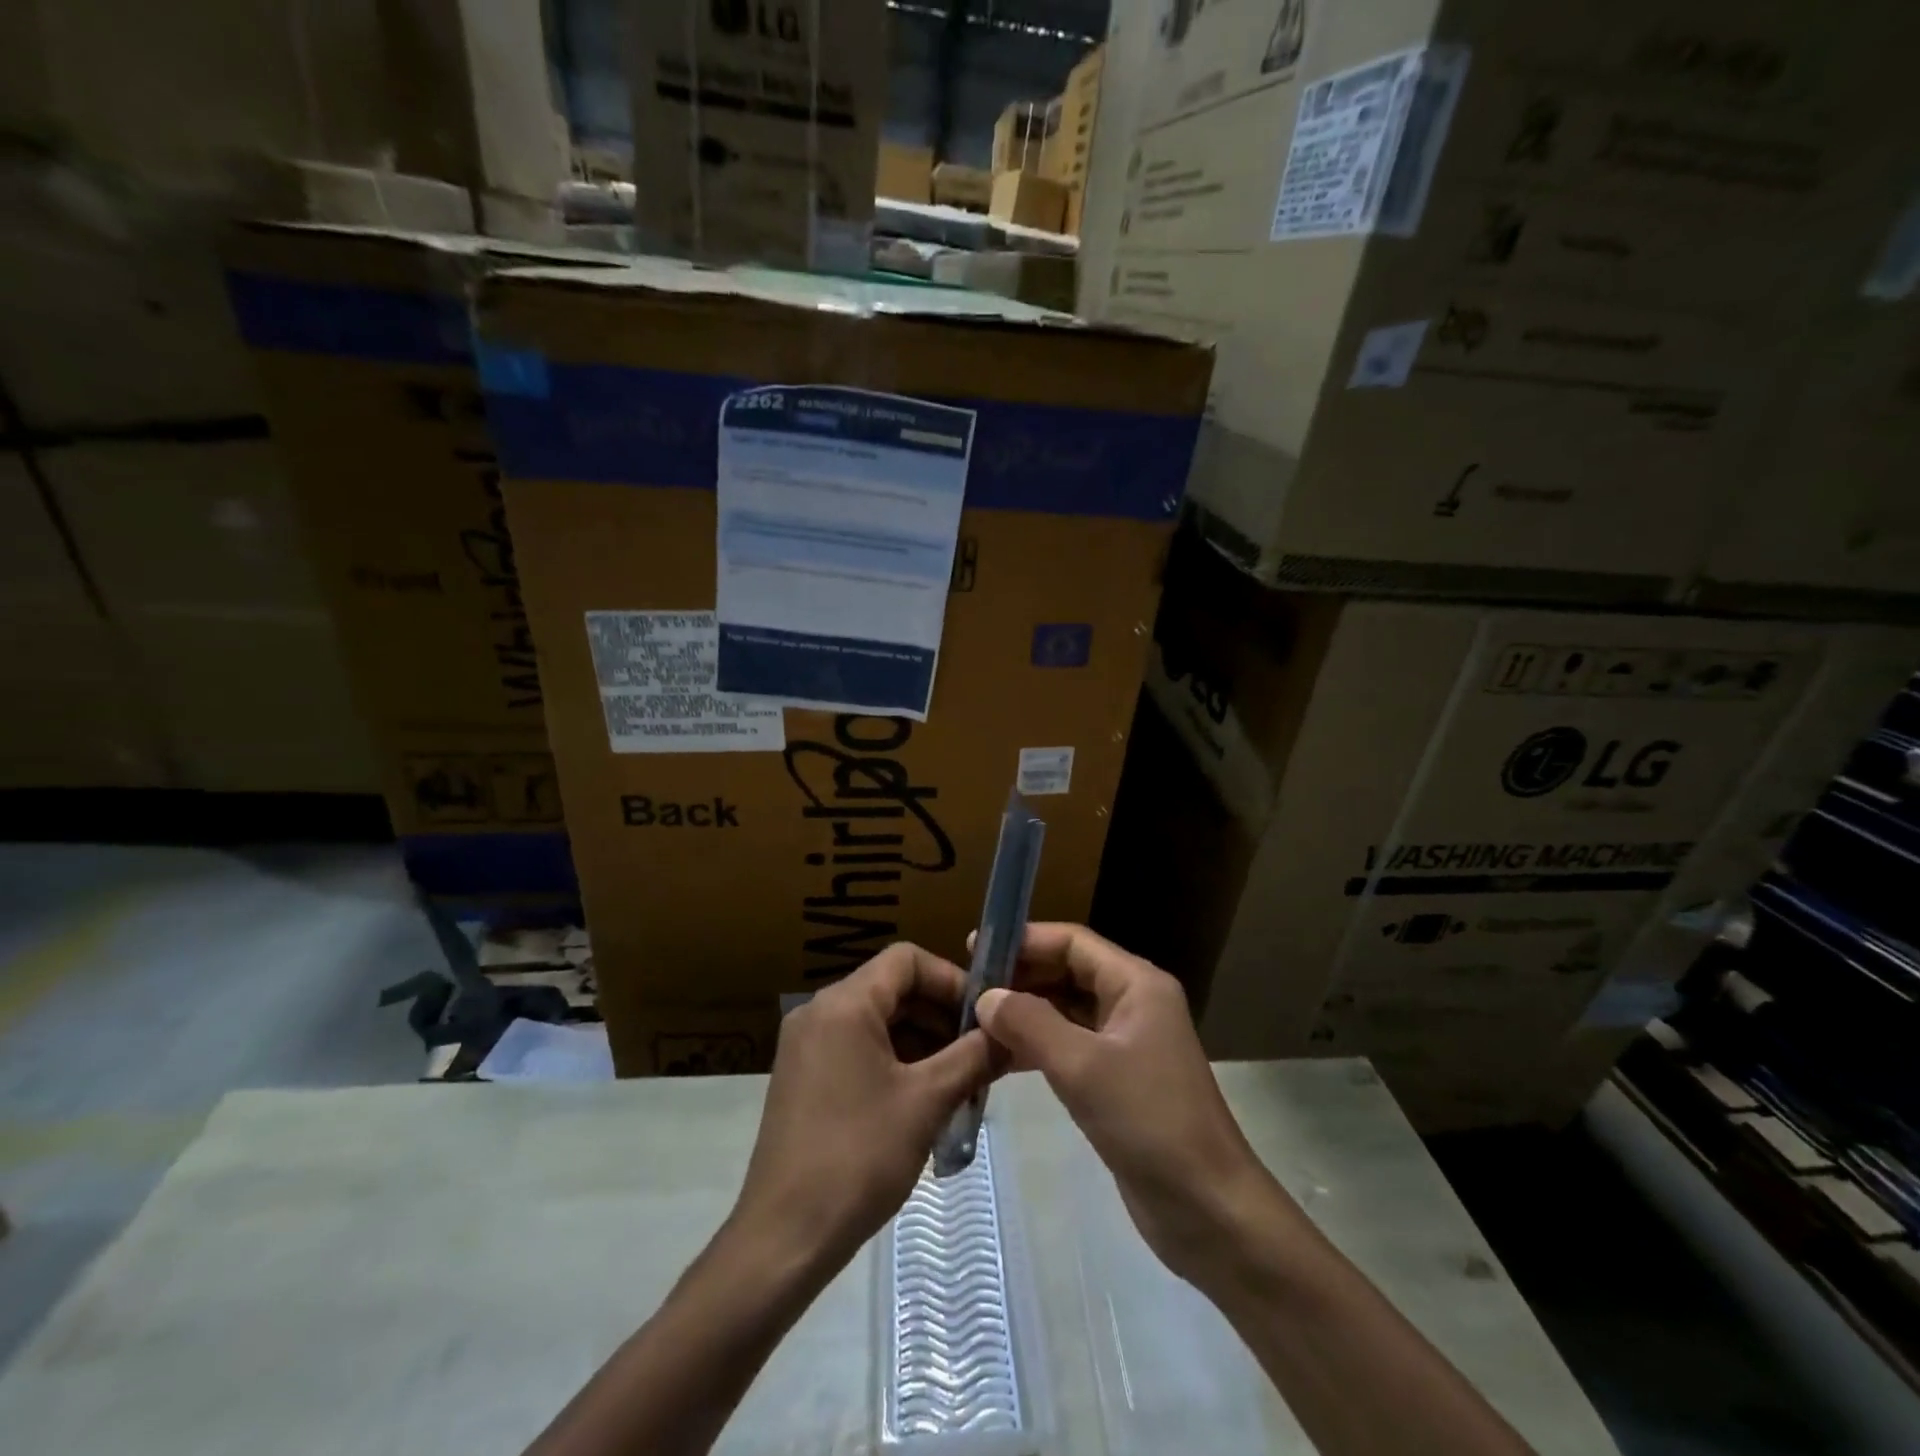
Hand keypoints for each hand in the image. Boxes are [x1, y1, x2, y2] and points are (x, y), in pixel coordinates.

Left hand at [731, 943, 993, 1275]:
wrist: (784, 1238)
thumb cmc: (858, 1157)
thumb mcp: (927, 1102)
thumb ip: (974, 1057)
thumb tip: (1012, 1035)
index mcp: (844, 1004)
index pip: (907, 959)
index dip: (951, 979)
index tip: (984, 1016)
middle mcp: (819, 1011)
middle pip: (892, 988)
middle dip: (940, 1014)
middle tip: (981, 1052)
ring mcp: (806, 1045)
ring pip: (877, 1020)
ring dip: (922, 1041)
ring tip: (962, 1080)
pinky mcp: (803, 1077)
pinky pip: (858, 1047)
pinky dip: (895, 1060)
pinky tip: (925, 1098)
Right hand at [975, 923, 1276, 1283]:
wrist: (1209, 1210)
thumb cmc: (1150, 1122)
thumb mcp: (1083, 1067)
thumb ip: (1030, 1024)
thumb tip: (986, 997)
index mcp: (1137, 984)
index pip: (1073, 941)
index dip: (1025, 940)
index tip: (976, 949)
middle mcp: (1133, 1002)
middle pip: (1068, 971)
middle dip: (1021, 976)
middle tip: (969, 988)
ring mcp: (1127, 1042)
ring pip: (1066, 1009)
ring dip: (1025, 1012)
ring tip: (975, 1021)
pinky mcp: (1118, 1079)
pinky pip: (1070, 1045)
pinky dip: (1037, 1046)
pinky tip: (1000, 1058)